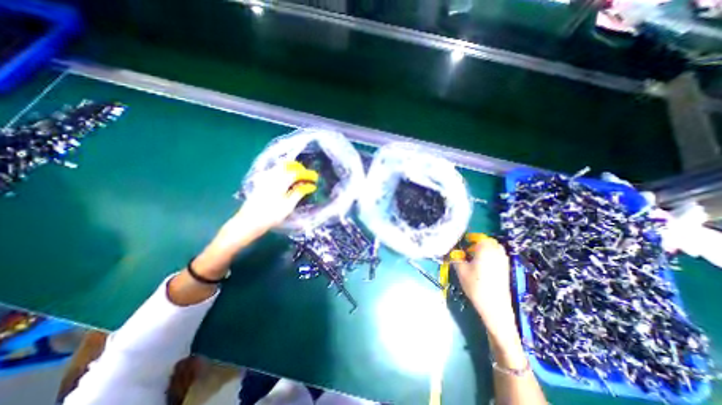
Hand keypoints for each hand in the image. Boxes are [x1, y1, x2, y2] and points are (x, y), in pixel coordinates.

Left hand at [233, 163, 315, 241]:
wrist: (249, 222)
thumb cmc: (271, 215)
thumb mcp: (288, 205)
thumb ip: (299, 193)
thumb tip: (310, 186)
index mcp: (280, 181)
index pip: (297, 173)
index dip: (307, 174)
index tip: (315, 178)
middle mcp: (272, 176)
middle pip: (287, 165)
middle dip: (299, 168)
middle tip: (307, 175)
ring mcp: (264, 178)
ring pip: (279, 167)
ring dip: (290, 169)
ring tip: (298, 177)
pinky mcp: (260, 182)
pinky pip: (273, 171)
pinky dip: (282, 172)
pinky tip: (285, 180)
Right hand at [453, 236, 515, 339]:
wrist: (495, 306)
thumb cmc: (475, 285)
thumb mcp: (461, 270)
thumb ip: (456, 258)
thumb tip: (454, 253)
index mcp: (485, 248)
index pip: (478, 237)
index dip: (469, 238)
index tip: (462, 243)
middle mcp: (497, 251)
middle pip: (487, 241)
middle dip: (477, 243)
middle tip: (467, 250)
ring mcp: (503, 260)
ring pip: (493, 249)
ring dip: (484, 250)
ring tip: (474, 258)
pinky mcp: (506, 269)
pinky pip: (497, 256)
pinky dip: (490, 257)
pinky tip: (482, 266)